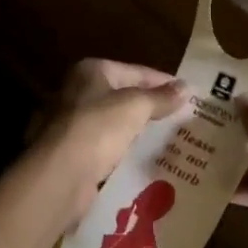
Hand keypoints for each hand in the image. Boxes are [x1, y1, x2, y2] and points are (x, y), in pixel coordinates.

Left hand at [36, 58, 185, 225]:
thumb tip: (186, 87)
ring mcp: (73, 123)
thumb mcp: (135, 107)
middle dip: (151, 107)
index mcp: (92, 71)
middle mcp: (78, 92)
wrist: (58, 176)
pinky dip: (124, 151)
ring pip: (115, 123)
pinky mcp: (72, 153)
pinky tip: (144, 159)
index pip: (136, 71)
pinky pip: (106, 147)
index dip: (164, 82)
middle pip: (124, 96)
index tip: (189, 94)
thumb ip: (160, 97)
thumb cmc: (97, 128)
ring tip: (170, 139)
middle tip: (182, 118)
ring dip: (138, 130)